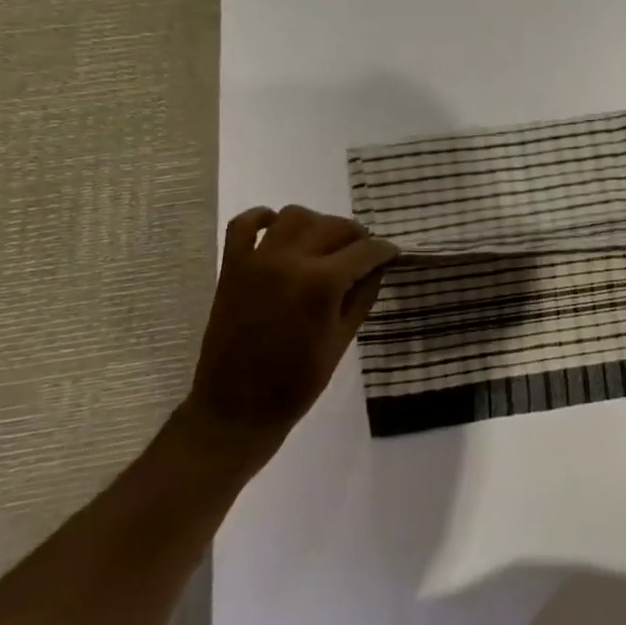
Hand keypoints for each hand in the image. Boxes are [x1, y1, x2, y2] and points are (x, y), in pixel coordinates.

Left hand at [181, 206, 397, 464]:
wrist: (237, 409)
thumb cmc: (298, 381)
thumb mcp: (343, 338)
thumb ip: (362, 295)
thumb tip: (377, 266)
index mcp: (321, 284)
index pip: (365, 250)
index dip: (385, 250)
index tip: (393, 254)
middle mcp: (289, 262)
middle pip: (333, 225)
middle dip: (357, 235)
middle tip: (365, 252)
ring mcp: (257, 261)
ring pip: (294, 215)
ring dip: (317, 223)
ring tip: (326, 243)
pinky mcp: (232, 268)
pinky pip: (243, 225)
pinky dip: (262, 218)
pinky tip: (279, 229)